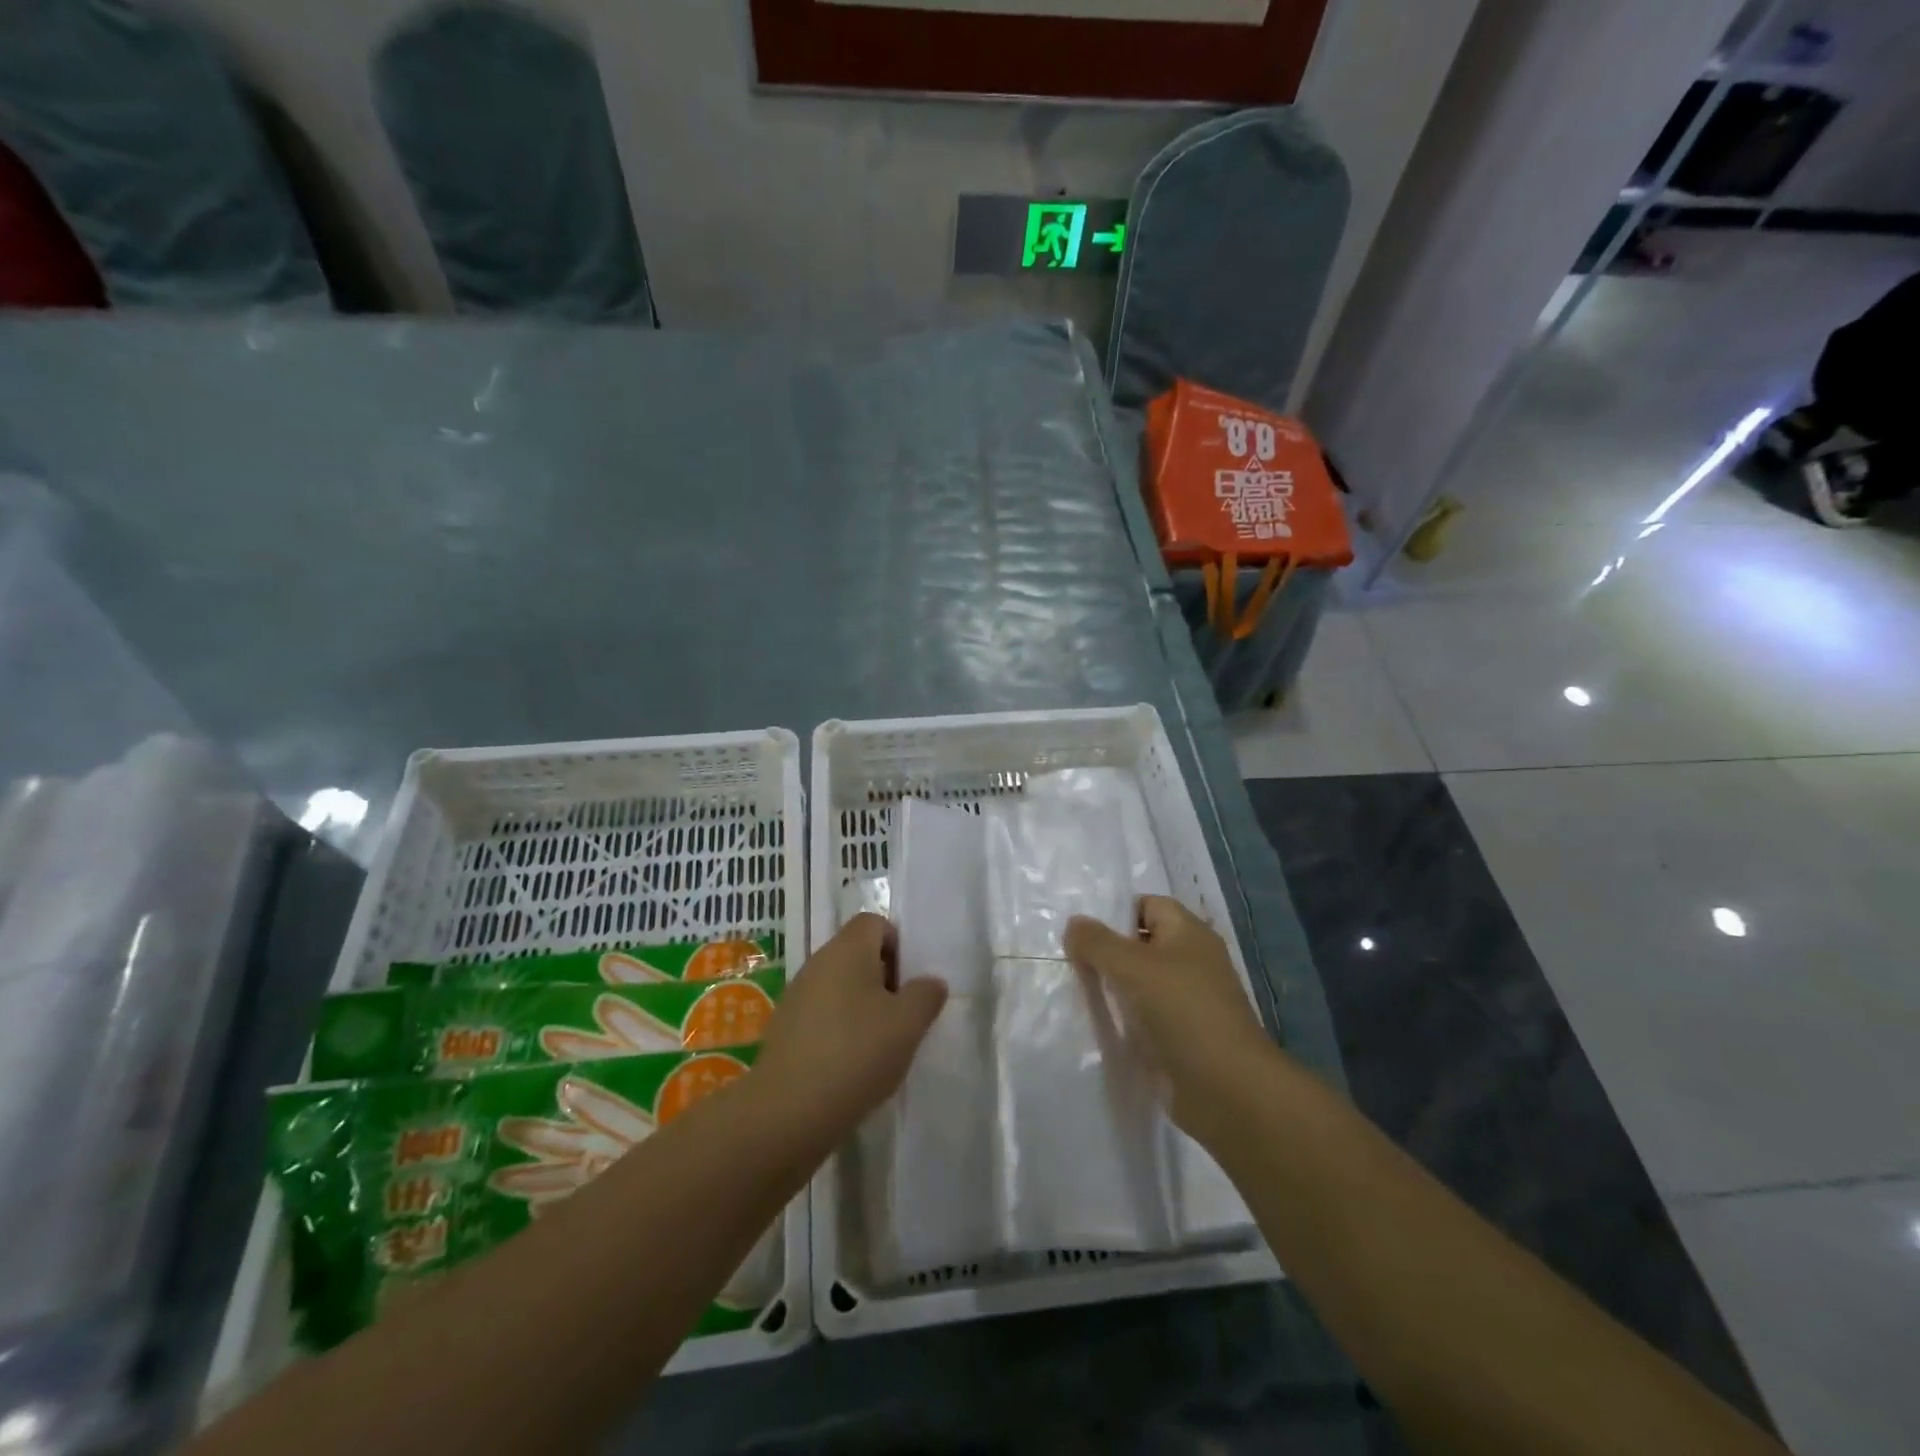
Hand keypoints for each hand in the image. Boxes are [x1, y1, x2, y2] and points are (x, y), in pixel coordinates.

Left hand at [753, 914, 946, 1146]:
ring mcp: (795, 995)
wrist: (788, 1110)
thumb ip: (926, 995)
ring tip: (876, 1047)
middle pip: (856, 954)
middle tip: (899, 1018)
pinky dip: (837, 1030)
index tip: (908, 984)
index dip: (897, 946)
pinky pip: (820, 1015)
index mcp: (848, 949)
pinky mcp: (783, 1028)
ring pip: (838, 986)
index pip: (874, 922)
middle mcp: (817, 962)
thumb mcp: (908, 1024)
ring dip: (860, 1007)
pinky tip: (847, 1066)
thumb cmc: (856, 1053)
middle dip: (882, 980)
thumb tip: (930, 982)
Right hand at [1065, 895, 1271, 1133]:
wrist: (1227, 1089)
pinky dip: (1125, 1020)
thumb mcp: (1130, 966)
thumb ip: (1097, 941)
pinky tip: (1099, 1026)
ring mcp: (1190, 1001)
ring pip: (1141, 983)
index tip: (1081, 931)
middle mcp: (1193, 961)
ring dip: (1113, 988)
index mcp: (1189, 933)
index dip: (1115, 912)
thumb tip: (1074, 924)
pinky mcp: (1184, 1037)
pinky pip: (1146, 1017)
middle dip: (1108, 952)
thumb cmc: (1180, 1011)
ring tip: (1077, 993)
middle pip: (1142, 945)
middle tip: (1070, 961)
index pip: (1148, 905)